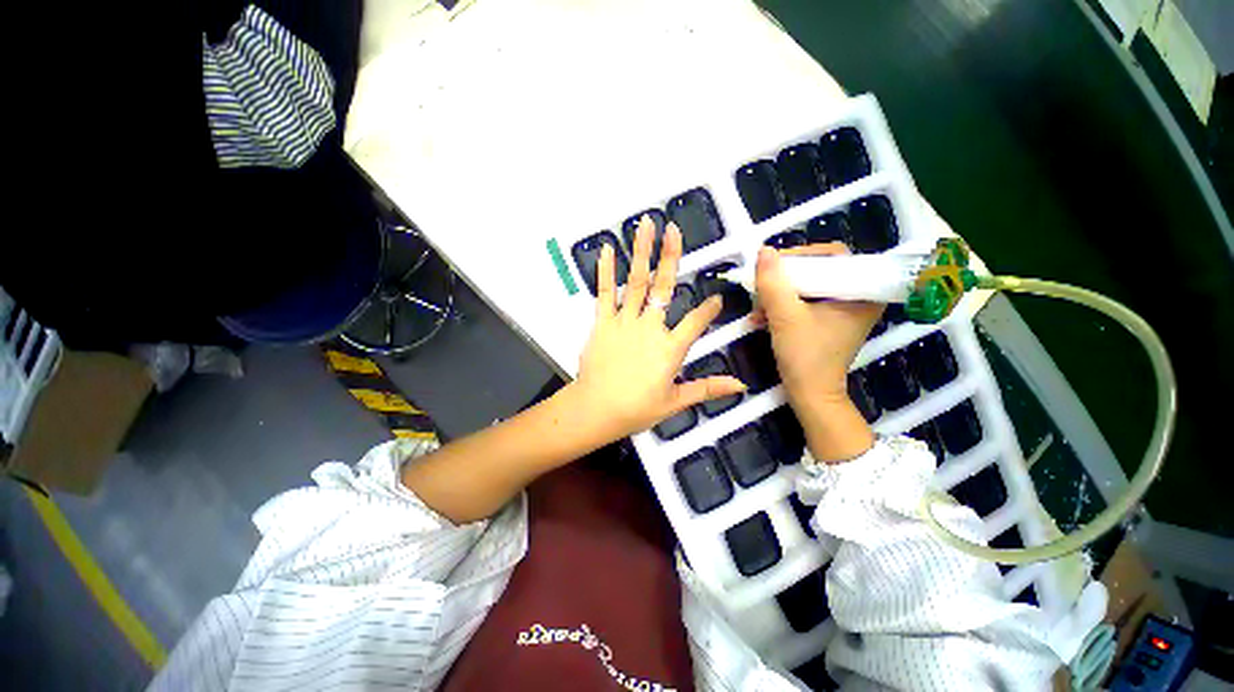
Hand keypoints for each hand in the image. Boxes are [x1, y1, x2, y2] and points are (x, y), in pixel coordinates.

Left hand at [571, 216, 745, 441]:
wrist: (596, 410)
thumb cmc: (636, 409)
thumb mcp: (675, 402)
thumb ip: (707, 389)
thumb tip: (741, 386)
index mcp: (670, 348)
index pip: (696, 322)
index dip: (710, 309)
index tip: (718, 299)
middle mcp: (649, 328)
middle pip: (664, 287)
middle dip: (670, 256)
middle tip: (673, 229)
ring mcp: (624, 322)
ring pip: (635, 282)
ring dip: (641, 252)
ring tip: (644, 225)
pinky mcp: (602, 323)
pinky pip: (605, 293)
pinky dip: (606, 271)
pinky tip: (607, 249)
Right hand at [754, 243, 881, 460]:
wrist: (810, 395)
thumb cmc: (805, 357)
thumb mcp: (785, 317)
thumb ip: (773, 283)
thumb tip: (763, 252)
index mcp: (862, 293)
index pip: (834, 256)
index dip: (803, 255)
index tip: (774, 264)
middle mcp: (857, 297)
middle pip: (819, 270)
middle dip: (785, 278)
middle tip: (763, 282)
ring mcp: (842, 310)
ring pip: (808, 286)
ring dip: (779, 293)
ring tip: (757, 305)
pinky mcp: (828, 321)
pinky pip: (804, 301)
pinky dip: (782, 306)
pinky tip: (761, 316)